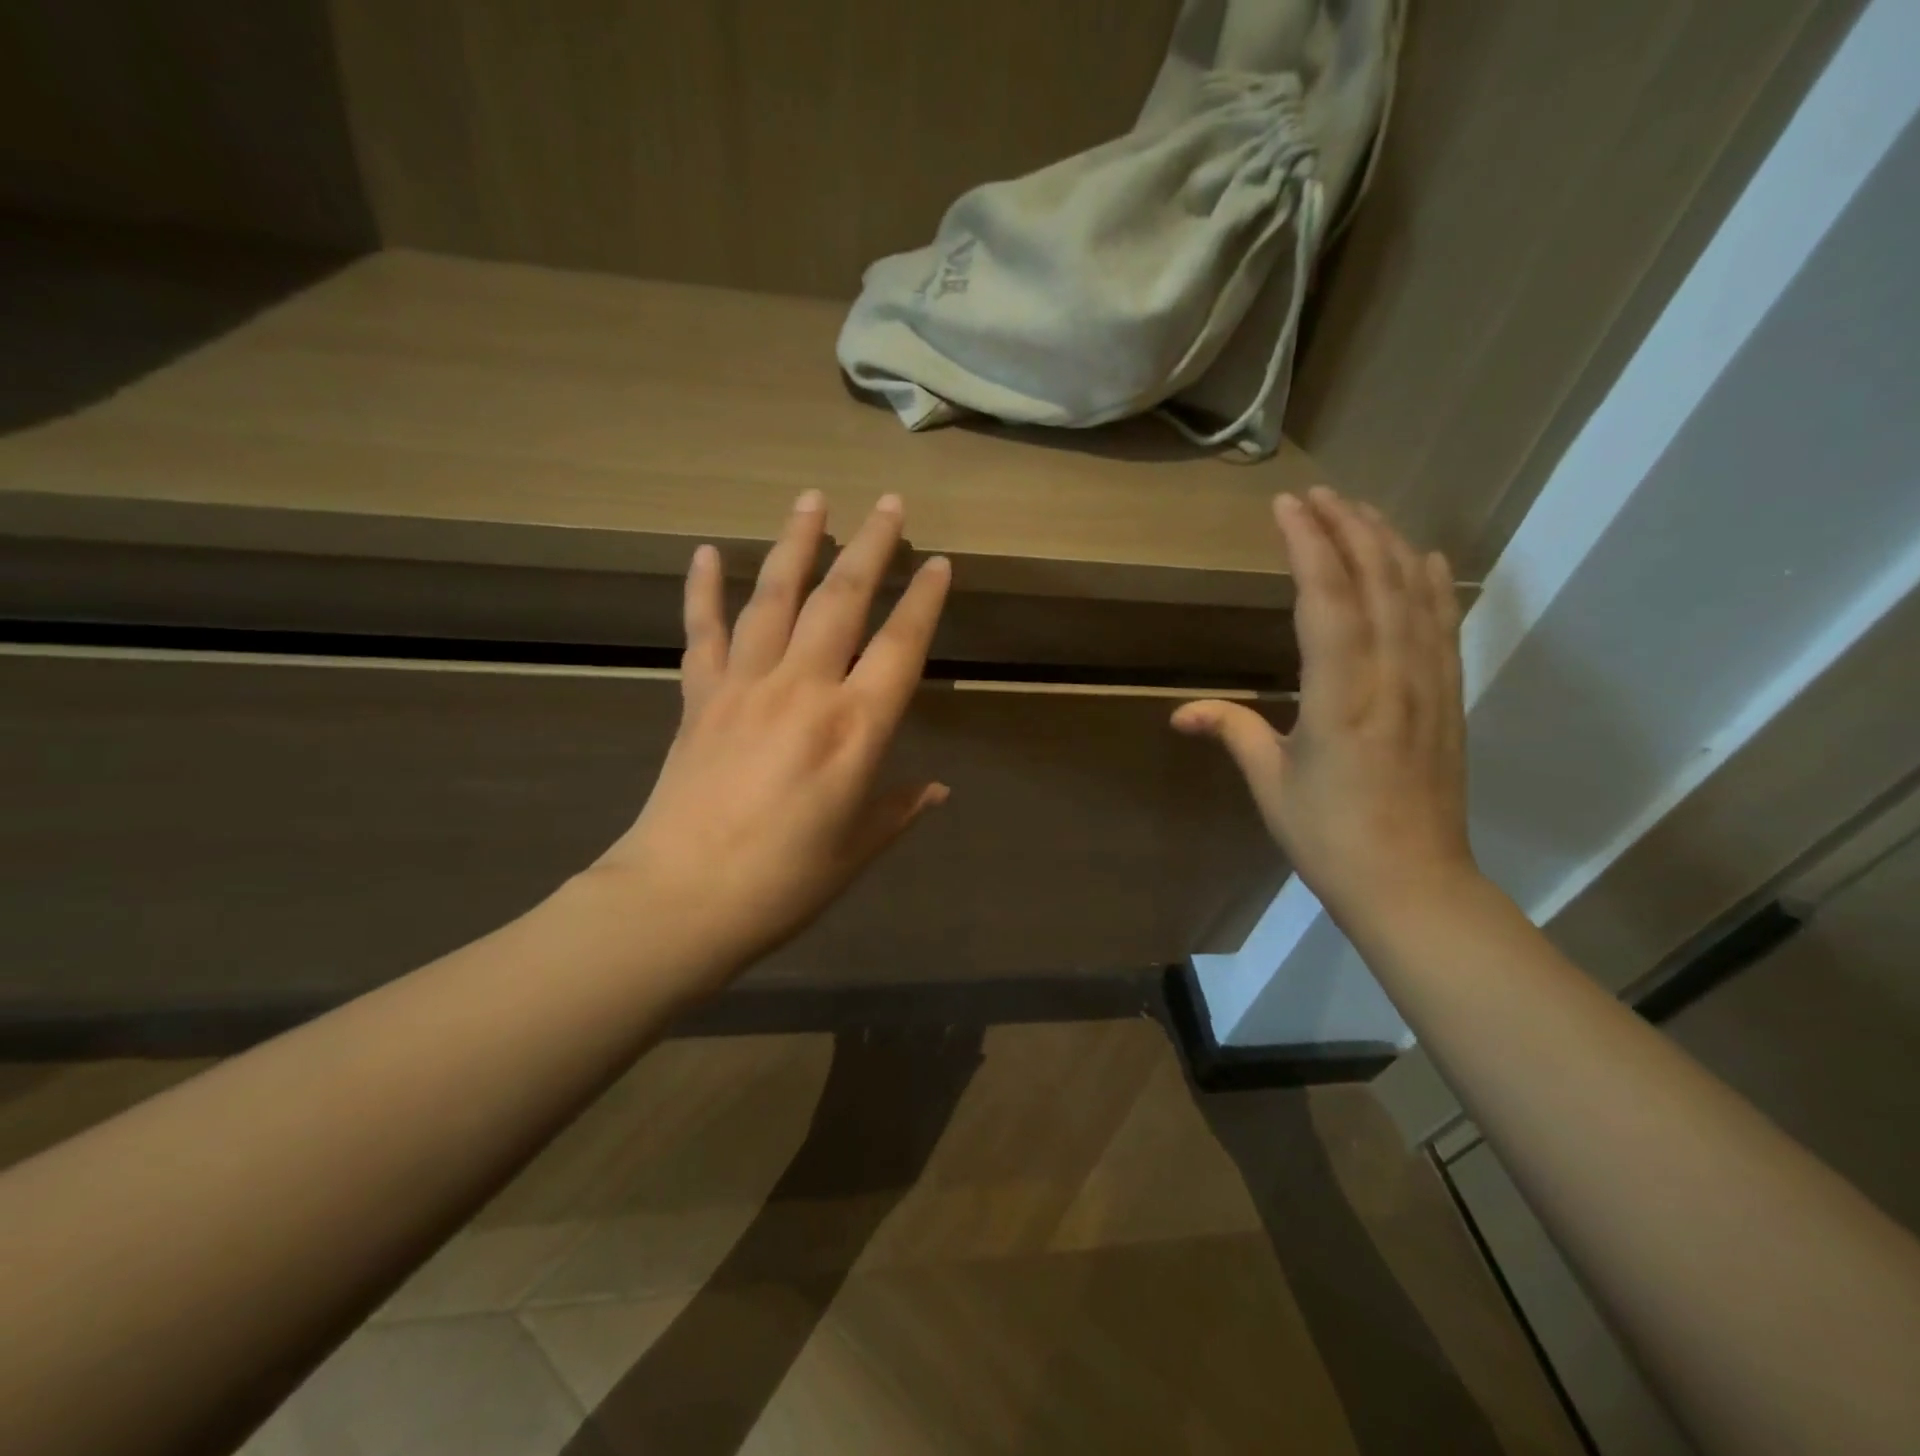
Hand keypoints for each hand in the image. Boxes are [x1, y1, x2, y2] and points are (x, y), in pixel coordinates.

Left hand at [587, 490, 951, 982]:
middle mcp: (804, 690)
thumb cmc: (784, 884)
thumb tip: (937, 789)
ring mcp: (745, 686)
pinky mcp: (698, 697)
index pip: (900, 647)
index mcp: (854, 731)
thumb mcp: (857, 850)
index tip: (939, 562)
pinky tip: (709, 552)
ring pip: (775, 598)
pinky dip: (703, 590)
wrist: (680, 900)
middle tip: (889, 502)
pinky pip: (702, 632)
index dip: (923, 601)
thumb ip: (898, 809)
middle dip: (870, 546)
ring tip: (812, 499)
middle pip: (842, 601)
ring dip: (796, 544)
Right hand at [1172, 486, 1476, 931]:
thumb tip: (1180, 712)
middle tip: (1319, 494)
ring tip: (1363, 510)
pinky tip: (1425, 558)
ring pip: (1414, 595)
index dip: (1308, 545)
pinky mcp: (1449, 699)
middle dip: (1347, 528)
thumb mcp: (1270, 784)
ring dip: (1388, 544)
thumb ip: (1233, 731)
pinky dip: (1434, 584)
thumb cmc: (1329, 836)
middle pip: (1375, 581)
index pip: (1325, 599)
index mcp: (1339, 695)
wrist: (1414, 885)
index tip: (1287, 506)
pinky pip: (1443, 626)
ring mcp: (1427, 684)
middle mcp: (1390, 676)